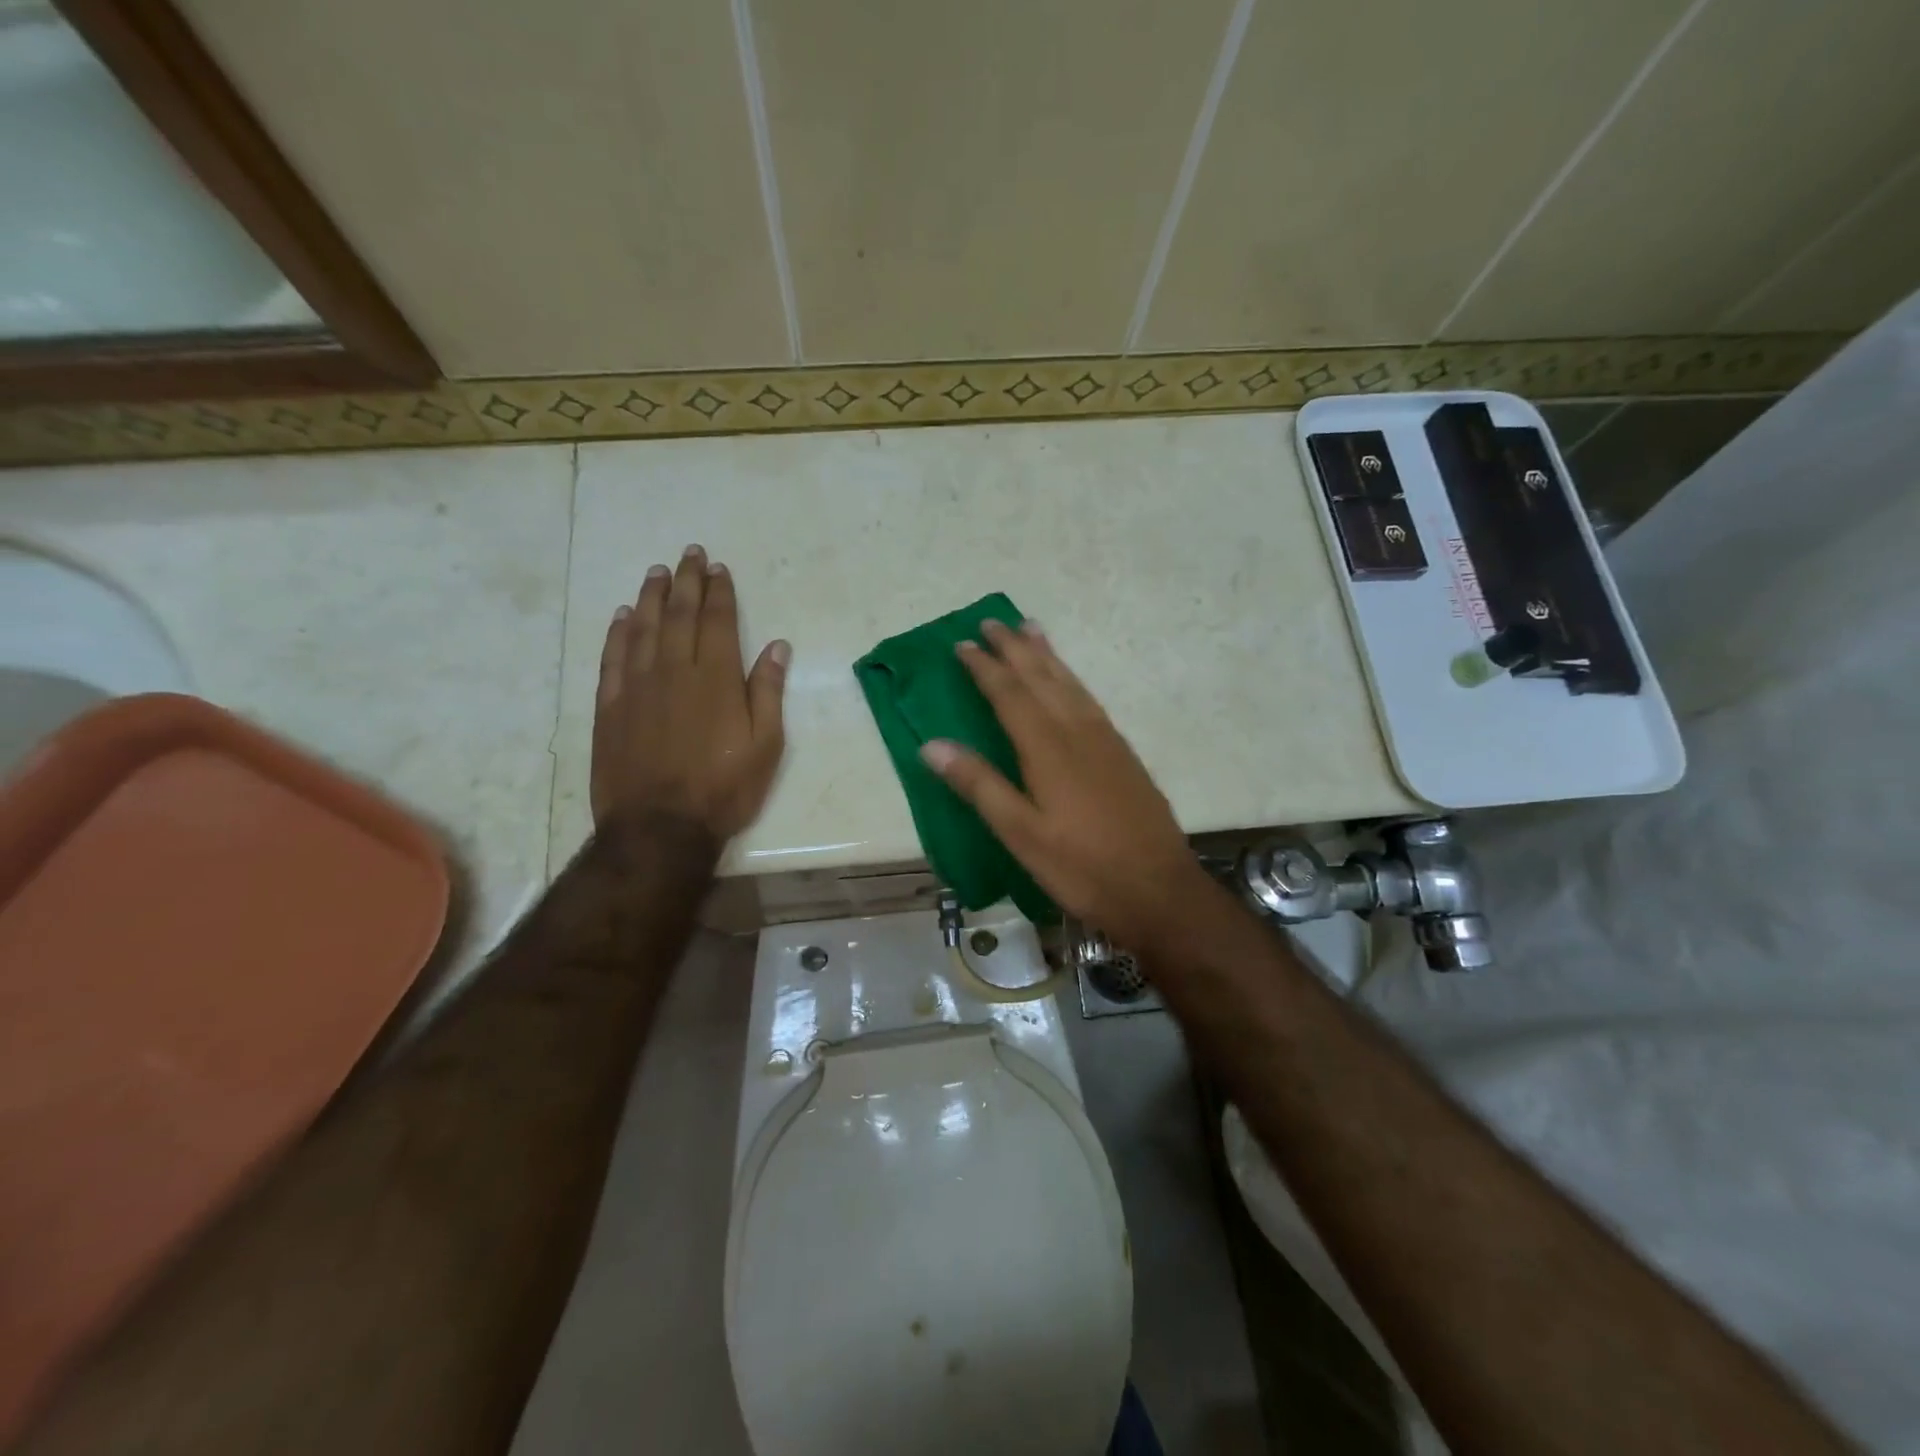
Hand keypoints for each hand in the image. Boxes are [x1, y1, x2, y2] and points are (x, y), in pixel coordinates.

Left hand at [590, 544, 788, 842]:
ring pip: (644, 629)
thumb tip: (776, 647)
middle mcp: (674, 671)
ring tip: (658, 573)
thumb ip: (768, 692)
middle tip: (690, 554)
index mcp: (715, 679)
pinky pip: (613, 658)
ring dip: (652, 597)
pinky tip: (624, 616)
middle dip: (687, 581)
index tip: (719, 569)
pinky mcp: (610, 707)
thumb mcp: (766, 746)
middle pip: (680, 615)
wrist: (659, 827)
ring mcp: (637, 687)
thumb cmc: (724, 789)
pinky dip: (619, 633)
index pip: (717, 621)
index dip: (719, 592)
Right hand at [920, 619, 1212, 948]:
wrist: (1158, 889)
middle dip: (1014, 648)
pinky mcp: (1123, 753)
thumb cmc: (1081, 867)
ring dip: (1046, 654)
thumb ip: (979, 785)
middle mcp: (1077, 731)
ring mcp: (1106, 739)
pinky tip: (1069, 682)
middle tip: (992, 621)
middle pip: (1042, 677)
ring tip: (1030, 629)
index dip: (984, 667)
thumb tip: (931, 744)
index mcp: (1047, 747)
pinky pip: (1089, 698)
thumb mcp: (1021, 833)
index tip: (962, 644)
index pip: (1009, 694)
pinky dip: (1071, 678)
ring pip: (1070, 683)